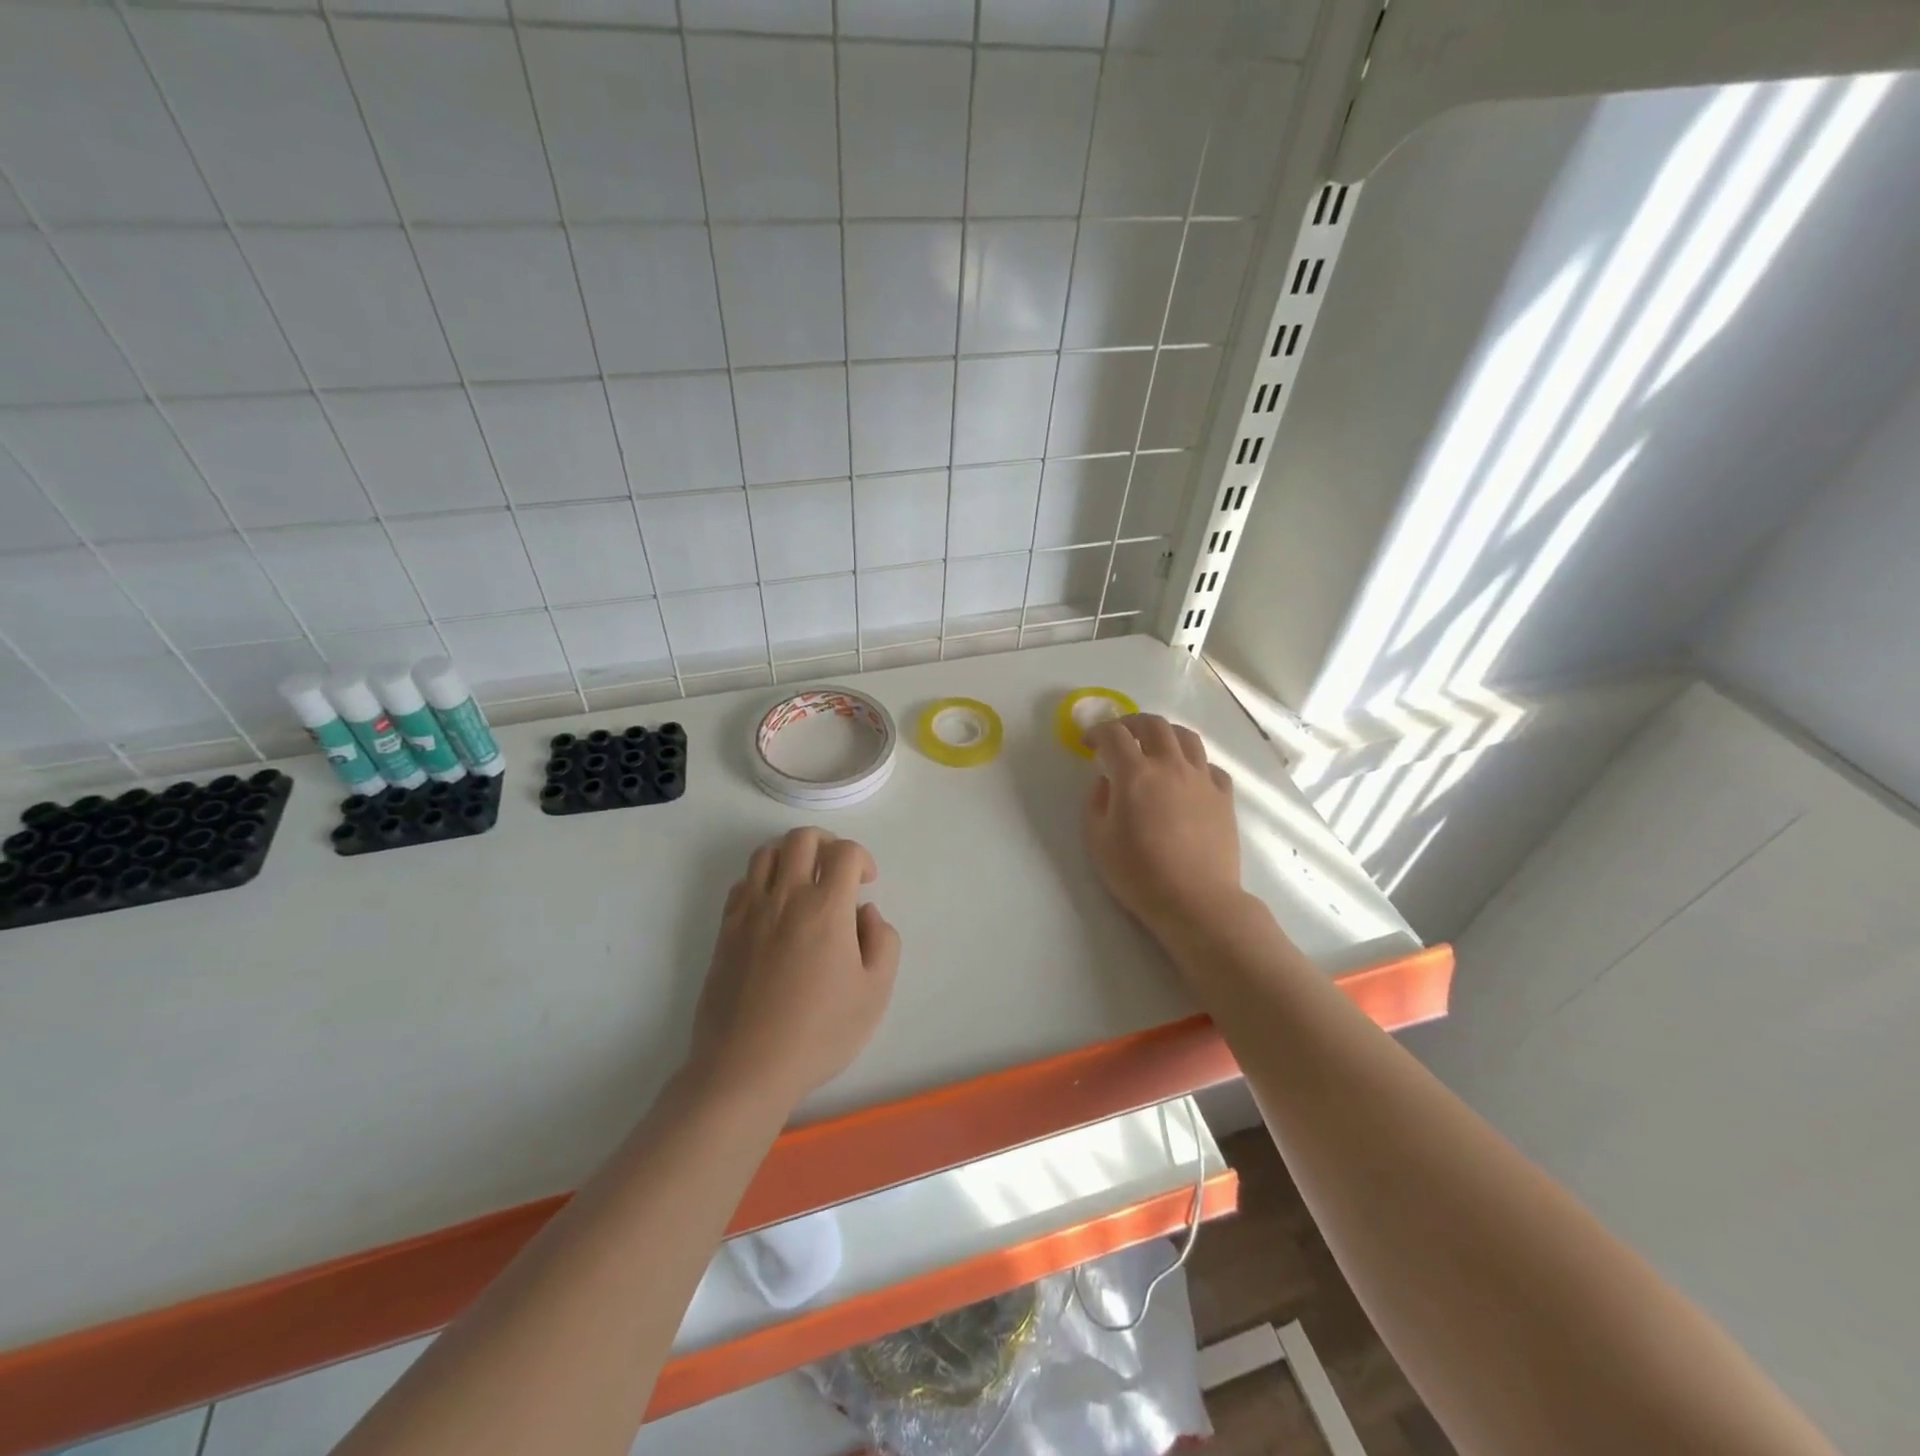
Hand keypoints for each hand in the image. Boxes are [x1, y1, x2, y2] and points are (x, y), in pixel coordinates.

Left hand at [688, 828, 900, 1112]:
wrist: (745, 1068)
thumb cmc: (818, 1033)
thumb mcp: (875, 993)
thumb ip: (883, 942)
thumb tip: (866, 913)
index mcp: (826, 908)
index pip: (845, 852)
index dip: (863, 858)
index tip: (867, 883)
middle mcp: (785, 897)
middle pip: (802, 838)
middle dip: (827, 843)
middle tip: (838, 871)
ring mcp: (749, 911)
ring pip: (766, 852)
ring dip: (791, 854)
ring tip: (804, 881)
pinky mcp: (725, 930)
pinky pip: (742, 882)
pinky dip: (762, 879)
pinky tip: (773, 907)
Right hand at [1084, 714, 1244, 942]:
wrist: (1196, 901)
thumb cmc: (1140, 874)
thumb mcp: (1099, 841)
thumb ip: (1097, 803)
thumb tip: (1107, 782)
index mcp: (1135, 774)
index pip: (1114, 735)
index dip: (1097, 732)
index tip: (1088, 743)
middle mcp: (1170, 766)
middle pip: (1153, 724)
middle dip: (1131, 723)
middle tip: (1120, 736)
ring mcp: (1202, 779)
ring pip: (1186, 737)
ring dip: (1165, 734)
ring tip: (1155, 746)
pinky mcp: (1224, 796)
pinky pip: (1210, 766)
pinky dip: (1194, 764)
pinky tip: (1187, 778)